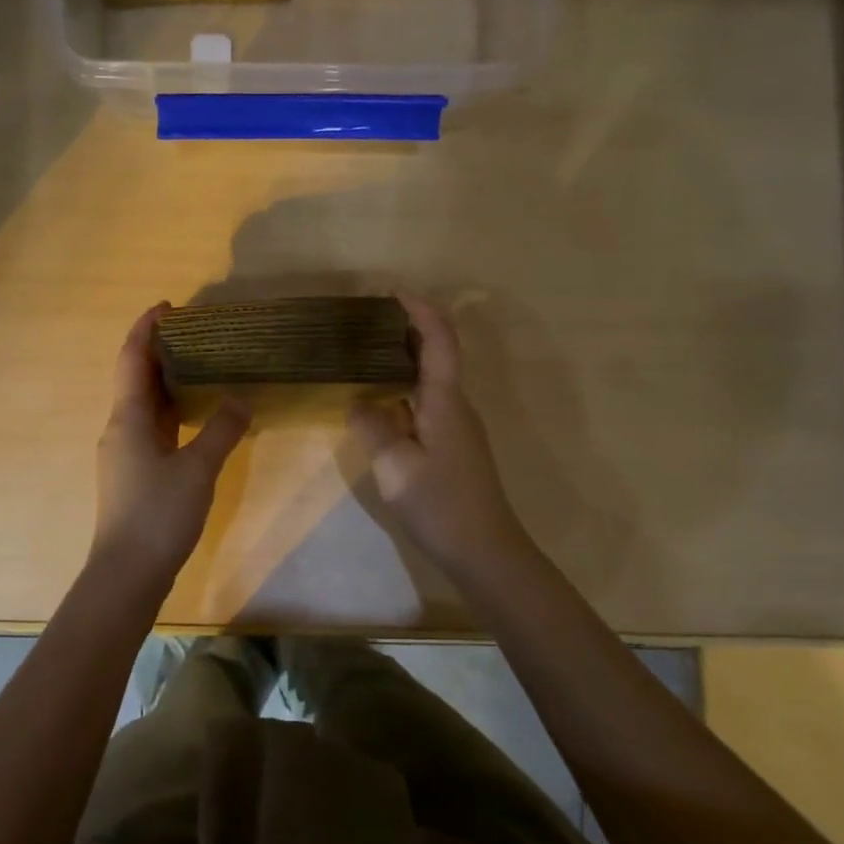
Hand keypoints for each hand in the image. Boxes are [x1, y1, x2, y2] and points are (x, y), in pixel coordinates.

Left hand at [90, 304, 250, 582]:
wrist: (127, 573)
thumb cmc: (158, 514)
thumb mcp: (198, 469)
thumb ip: (222, 430)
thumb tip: (242, 398)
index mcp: (128, 417)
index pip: (131, 358)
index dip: (146, 328)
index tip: (169, 306)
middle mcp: (120, 428)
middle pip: (136, 377)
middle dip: (161, 351)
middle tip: (198, 334)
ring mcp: (125, 452)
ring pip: (145, 404)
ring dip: (168, 382)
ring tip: (203, 366)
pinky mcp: (134, 473)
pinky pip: (152, 428)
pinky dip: (172, 412)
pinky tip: (197, 416)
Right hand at [349, 294, 533, 577]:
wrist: (484, 551)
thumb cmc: (440, 504)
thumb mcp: (395, 466)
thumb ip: (373, 427)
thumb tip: (359, 402)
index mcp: (445, 401)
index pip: (439, 341)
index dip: (421, 310)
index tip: (394, 292)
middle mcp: (456, 405)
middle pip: (437, 353)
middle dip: (409, 328)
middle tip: (369, 321)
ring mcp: (457, 426)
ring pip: (431, 379)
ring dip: (406, 358)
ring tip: (367, 354)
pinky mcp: (452, 445)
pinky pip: (427, 401)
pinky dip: (404, 388)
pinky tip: (381, 400)